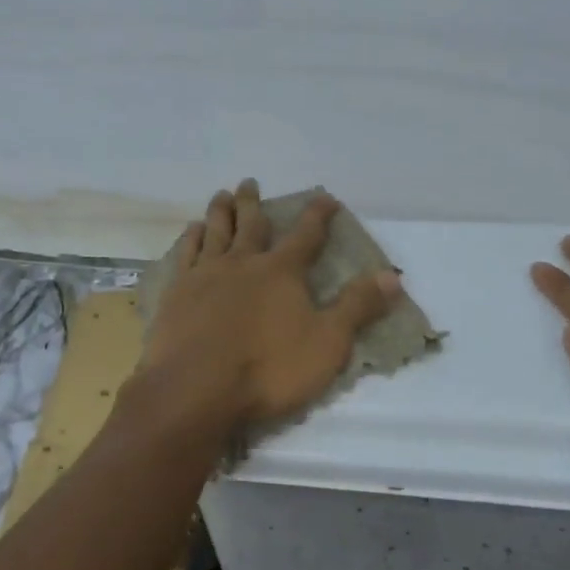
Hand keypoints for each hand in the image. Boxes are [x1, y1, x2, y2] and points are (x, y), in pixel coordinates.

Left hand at [137, 181, 402, 429]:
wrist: (196, 388)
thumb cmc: (268, 369)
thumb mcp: (327, 343)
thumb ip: (357, 307)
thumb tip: (392, 275)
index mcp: (281, 272)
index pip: (306, 235)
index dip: (318, 215)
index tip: (325, 197)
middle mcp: (243, 263)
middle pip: (251, 225)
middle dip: (254, 203)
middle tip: (249, 182)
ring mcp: (205, 276)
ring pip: (215, 232)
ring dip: (220, 212)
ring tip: (222, 196)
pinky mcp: (177, 293)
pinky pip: (185, 255)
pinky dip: (191, 239)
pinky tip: (192, 232)